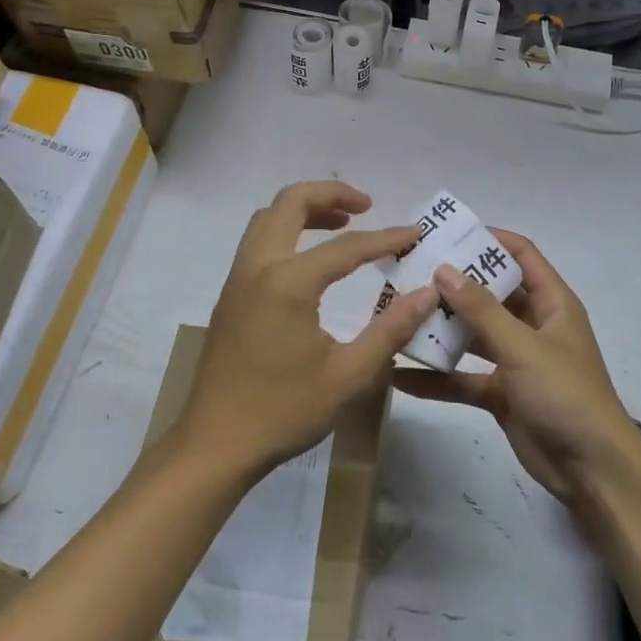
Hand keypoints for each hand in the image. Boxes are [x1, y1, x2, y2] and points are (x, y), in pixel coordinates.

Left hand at [175, 181, 438, 482]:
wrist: (213, 446)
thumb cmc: (283, 412)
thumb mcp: (347, 376)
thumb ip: (390, 329)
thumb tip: (427, 294)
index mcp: (288, 283)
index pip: (347, 246)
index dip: (386, 238)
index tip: (416, 234)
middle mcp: (258, 267)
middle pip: (291, 202)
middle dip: (332, 194)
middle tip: (367, 206)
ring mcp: (238, 279)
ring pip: (268, 217)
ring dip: (305, 209)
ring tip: (343, 223)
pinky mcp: (230, 295)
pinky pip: (258, 240)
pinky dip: (287, 230)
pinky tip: (311, 260)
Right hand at [393, 229, 640, 506]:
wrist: (592, 471)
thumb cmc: (565, 394)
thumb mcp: (523, 347)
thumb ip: (482, 310)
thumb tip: (445, 269)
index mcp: (551, 303)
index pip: (522, 255)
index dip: (490, 240)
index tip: (448, 234)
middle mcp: (533, 325)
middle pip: (490, 294)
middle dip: (454, 285)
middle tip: (410, 274)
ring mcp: (516, 360)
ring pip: (473, 336)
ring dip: (442, 329)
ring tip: (398, 316)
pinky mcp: (502, 394)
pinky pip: (465, 378)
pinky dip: (438, 378)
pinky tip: (400, 376)